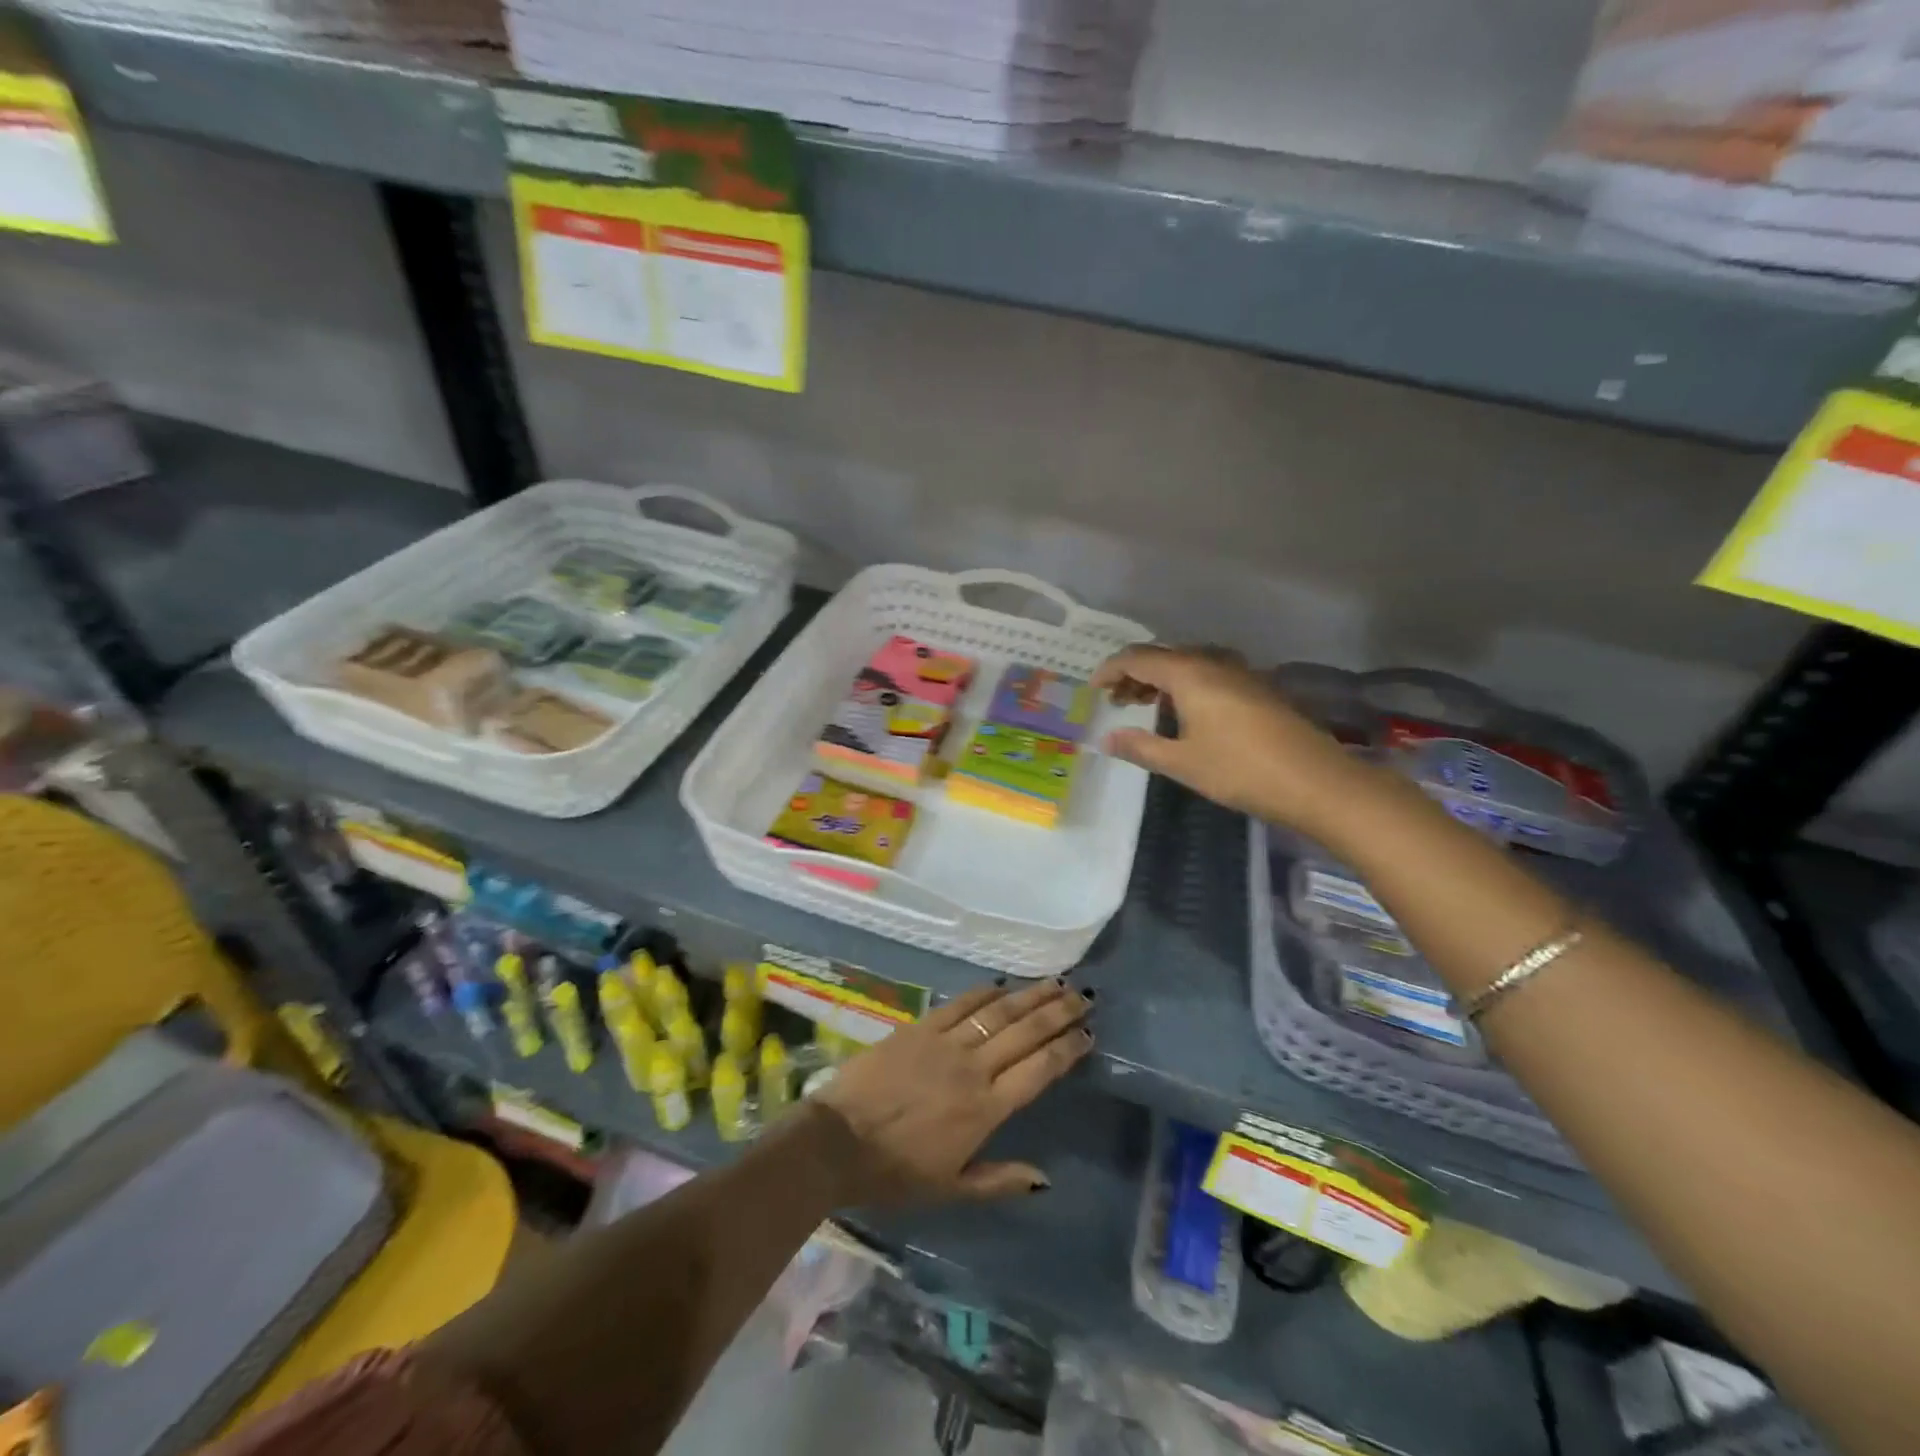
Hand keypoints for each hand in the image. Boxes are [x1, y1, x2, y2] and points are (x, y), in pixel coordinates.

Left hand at [813, 979, 1093, 1206]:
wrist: (837, 1140)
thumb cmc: (895, 1173)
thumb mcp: (951, 1189)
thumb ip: (1000, 1180)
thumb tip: (1046, 1179)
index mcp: (986, 1109)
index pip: (1039, 1070)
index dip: (1066, 1050)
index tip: (1088, 1034)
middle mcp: (974, 1069)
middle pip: (1026, 1033)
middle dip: (1059, 1013)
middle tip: (1085, 997)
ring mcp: (946, 1043)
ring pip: (998, 1012)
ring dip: (1030, 996)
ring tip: (1056, 983)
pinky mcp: (920, 1028)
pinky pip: (960, 1004)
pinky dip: (984, 992)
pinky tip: (1002, 984)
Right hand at [1092, 645, 1365, 830]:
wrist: (1316, 782)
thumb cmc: (1240, 770)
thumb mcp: (1182, 763)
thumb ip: (1140, 747)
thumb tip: (1106, 739)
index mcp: (1190, 673)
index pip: (1138, 658)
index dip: (1110, 670)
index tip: (1093, 690)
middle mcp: (1214, 663)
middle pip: (1163, 656)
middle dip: (1134, 674)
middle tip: (1116, 700)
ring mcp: (1240, 673)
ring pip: (1189, 664)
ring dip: (1161, 679)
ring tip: (1145, 704)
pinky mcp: (1258, 688)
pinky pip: (1209, 674)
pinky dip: (1186, 685)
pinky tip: (1185, 712)